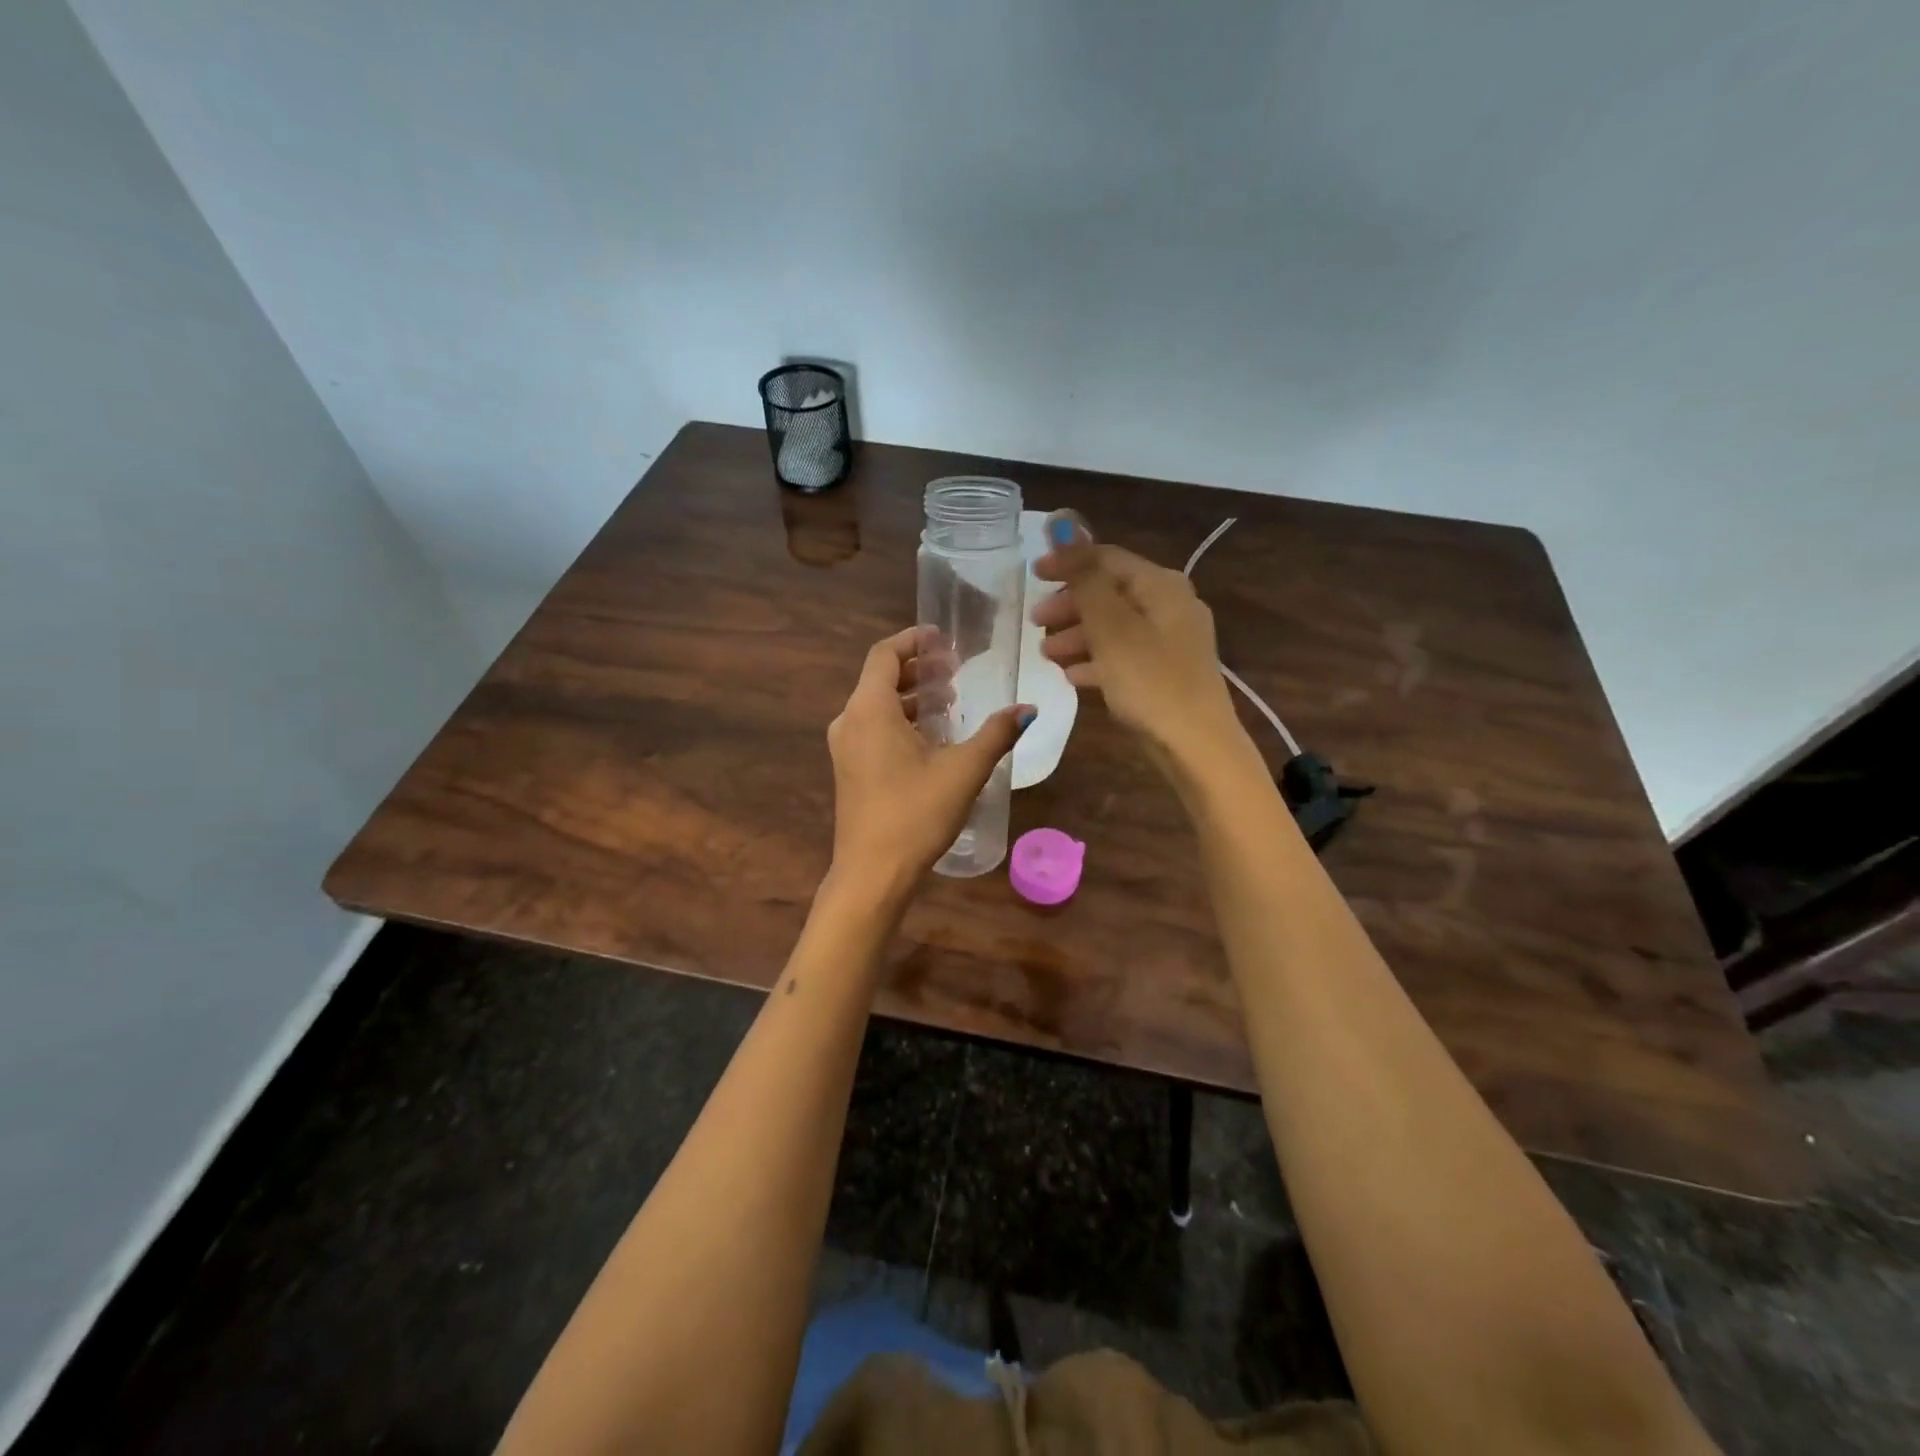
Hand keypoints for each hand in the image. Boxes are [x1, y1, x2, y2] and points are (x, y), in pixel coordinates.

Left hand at [826, 628, 1032, 897]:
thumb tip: (1027, 708)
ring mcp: (845, 748)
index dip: (914, 640)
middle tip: (955, 671)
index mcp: (870, 709)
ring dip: (911, 697)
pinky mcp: (849, 770)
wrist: (872, 874)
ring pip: (877, 705)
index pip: (884, 655)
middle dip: (918, 669)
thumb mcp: (964, 770)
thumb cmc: (916, 814)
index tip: (944, 639)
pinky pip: (873, 728)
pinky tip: (931, 738)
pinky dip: (900, 721)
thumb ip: (996, 734)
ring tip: (950, 703)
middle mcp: (850, 721)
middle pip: (880, 678)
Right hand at [1033, 514, 1243, 770]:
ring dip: (1078, 636)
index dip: (1068, 562)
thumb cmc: (1150, 681)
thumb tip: (1064, 523)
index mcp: (1161, 586)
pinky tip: (1073, 677)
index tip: (1031, 575)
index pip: (1107, 559)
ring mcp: (1172, 642)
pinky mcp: (1167, 674)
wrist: (1195, 746)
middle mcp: (1171, 606)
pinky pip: (1125, 657)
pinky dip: (1098, 661)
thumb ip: (1084, 576)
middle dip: (1070, 606)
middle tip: (1035, 622)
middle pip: (1111, 593)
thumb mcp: (1111, 627)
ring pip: (1115, 627)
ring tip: (1047, 655)